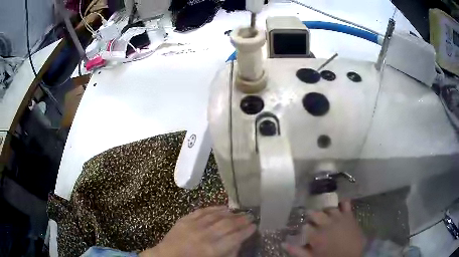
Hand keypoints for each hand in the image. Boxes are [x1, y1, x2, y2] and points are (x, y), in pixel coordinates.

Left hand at [140, 206, 255, 256]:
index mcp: (212, 249)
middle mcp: (204, 235)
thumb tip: (239, 243)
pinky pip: (202, 211)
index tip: (254, 226)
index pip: (235, 237)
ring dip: (230, 213)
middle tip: (250, 216)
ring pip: (216, 215)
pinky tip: (222, 207)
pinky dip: (214, 208)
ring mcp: (193, 225)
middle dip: (241, 220)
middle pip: (227, 224)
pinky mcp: (185, 219)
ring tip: (239, 211)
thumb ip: (228, 253)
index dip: (246, 231)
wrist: (166, 256)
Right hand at [283, 201, 365, 256]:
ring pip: (329, 208)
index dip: (305, 228)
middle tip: (313, 221)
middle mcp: (326, 223)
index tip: (306, 231)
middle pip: (315, 214)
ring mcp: (339, 218)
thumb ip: (296, 251)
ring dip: (325, 211)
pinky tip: (339, 205)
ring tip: (325, 214)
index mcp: (316, 235)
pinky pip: (346, 204)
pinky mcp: (349, 216)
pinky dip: (342, 203)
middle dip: (312, 216)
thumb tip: (283, 243)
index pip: (305, 226)